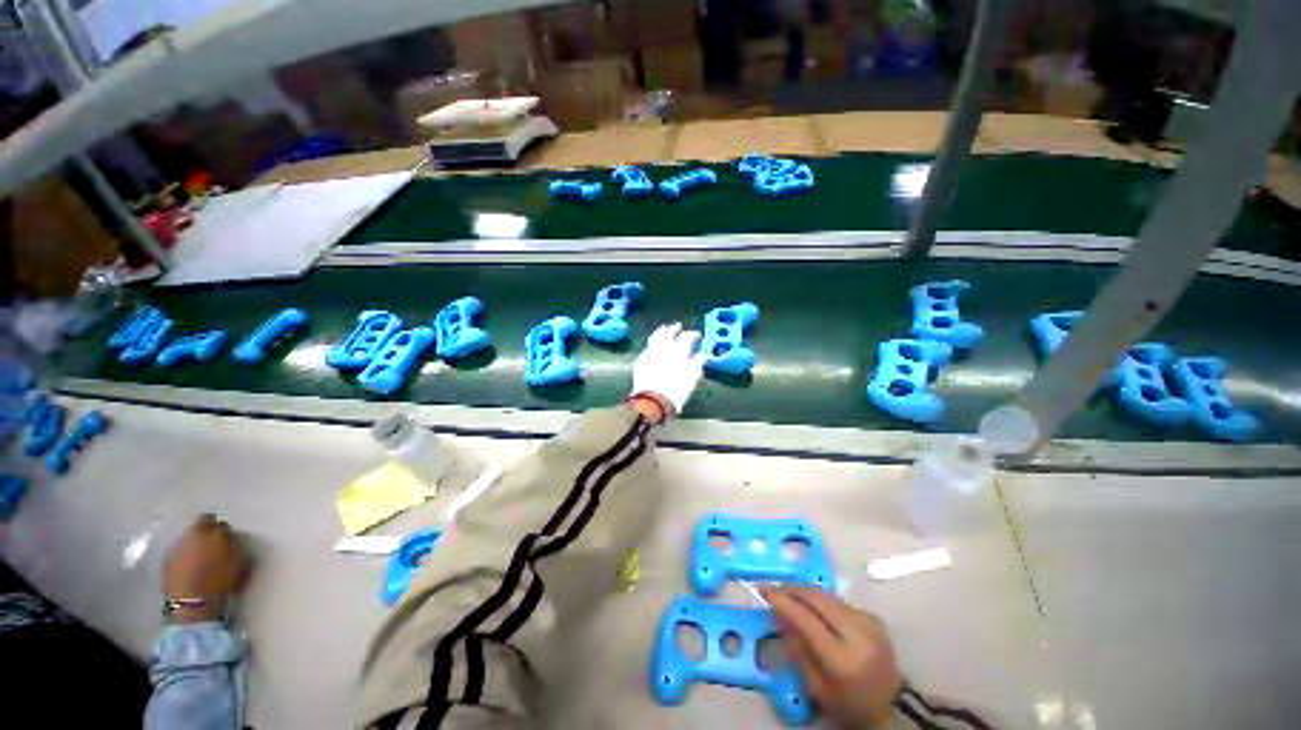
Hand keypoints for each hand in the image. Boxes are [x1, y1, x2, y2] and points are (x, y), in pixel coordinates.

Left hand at [162, 514, 248, 622]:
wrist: (193, 604)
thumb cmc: (220, 578)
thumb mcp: (237, 558)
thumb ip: (232, 543)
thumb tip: (229, 536)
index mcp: (202, 530)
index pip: (210, 519)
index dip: (219, 526)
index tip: (227, 535)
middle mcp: (183, 537)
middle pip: (195, 531)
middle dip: (204, 537)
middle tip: (216, 547)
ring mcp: (171, 553)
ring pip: (185, 545)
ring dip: (194, 550)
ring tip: (205, 561)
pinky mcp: (165, 569)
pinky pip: (178, 559)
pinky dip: (186, 562)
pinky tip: (195, 571)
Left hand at [630, 323, 705, 420]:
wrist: (653, 400)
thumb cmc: (677, 389)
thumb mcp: (693, 376)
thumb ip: (698, 362)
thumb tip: (702, 355)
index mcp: (679, 349)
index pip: (688, 337)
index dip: (693, 335)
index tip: (697, 335)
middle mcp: (664, 346)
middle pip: (669, 332)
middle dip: (675, 328)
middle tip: (678, 326)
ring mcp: (650, 351)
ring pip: (656, 336)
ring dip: (661, 332)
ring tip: (664, 329)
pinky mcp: (641, 360)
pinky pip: (648, 347)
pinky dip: (653, 343)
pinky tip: (654, 345)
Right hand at [763, 586, 902, 728]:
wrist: (889, 710)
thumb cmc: (847, 706)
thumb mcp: (816, 687)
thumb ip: (797, 649)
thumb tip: (779, 614)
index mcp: (843, 659)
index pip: (806, 619)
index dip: (782, 600)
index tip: (763, 588)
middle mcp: (859, 635)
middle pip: (818, 598)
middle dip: (792, 589)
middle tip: (775, 588)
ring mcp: (870, 623)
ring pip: (828, 595)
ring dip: (806, 592)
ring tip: (790, 596)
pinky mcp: (874, 618)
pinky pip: (840, 601)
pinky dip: (823, 601)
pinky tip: (815, 610)